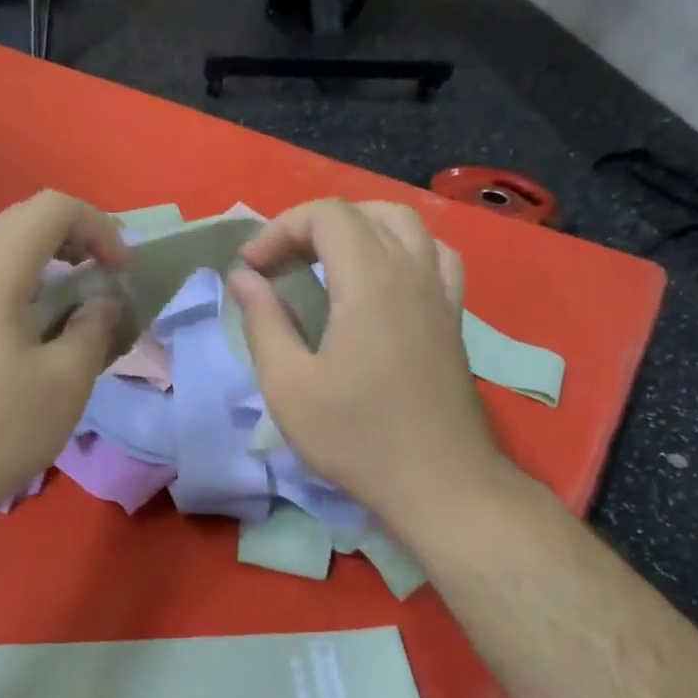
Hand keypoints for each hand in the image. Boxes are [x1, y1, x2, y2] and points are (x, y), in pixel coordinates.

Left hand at [0, 191, 130, 529]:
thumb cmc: (0, 429)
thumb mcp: (66, 379)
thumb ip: (93, 327)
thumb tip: (100, 303)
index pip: (52, 209)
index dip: (99, 227)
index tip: (124, 272)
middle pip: (26, 222)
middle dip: (78, 240)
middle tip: (109, 278)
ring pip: (5, 253)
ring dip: (52, 265)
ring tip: (83, 305)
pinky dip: (27, 289)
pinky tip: (44, 332)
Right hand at [229, 200, 513, 531]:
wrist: (440, 484)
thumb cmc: (356, 437)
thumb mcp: (288, 385)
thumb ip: (263, 322)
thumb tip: (244, 277)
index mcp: (370, 281)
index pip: (326, 215)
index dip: (279, 229)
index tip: (252, 269)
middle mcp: (412, 272)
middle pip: (365, 213)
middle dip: (313, 226)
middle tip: (282, 264)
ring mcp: (441, 294)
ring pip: (406, 226)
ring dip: (360, 229)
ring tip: (328, 262)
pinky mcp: (453, 319)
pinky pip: (434, 257)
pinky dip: (401, 251)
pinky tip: (383, 283)